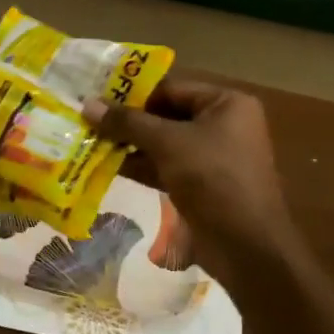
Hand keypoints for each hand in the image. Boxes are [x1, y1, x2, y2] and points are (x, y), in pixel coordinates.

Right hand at [84, 79, 293, 282]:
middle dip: (128, 121)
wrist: (246, 245)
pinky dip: (140, 166)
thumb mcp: (167, 143)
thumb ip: (127, 122)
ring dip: (129, 144)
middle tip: (88, 120)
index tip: (96, 98)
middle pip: (165, 115)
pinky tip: (106, 165)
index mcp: (226, 104)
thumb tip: (87, 104)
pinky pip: (165, 166)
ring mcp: (211, 157)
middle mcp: (222, 125)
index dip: (133, 93)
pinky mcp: (200, 185)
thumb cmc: (212, 178)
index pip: (171, 88)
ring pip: (163, 143)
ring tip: (89, 141)